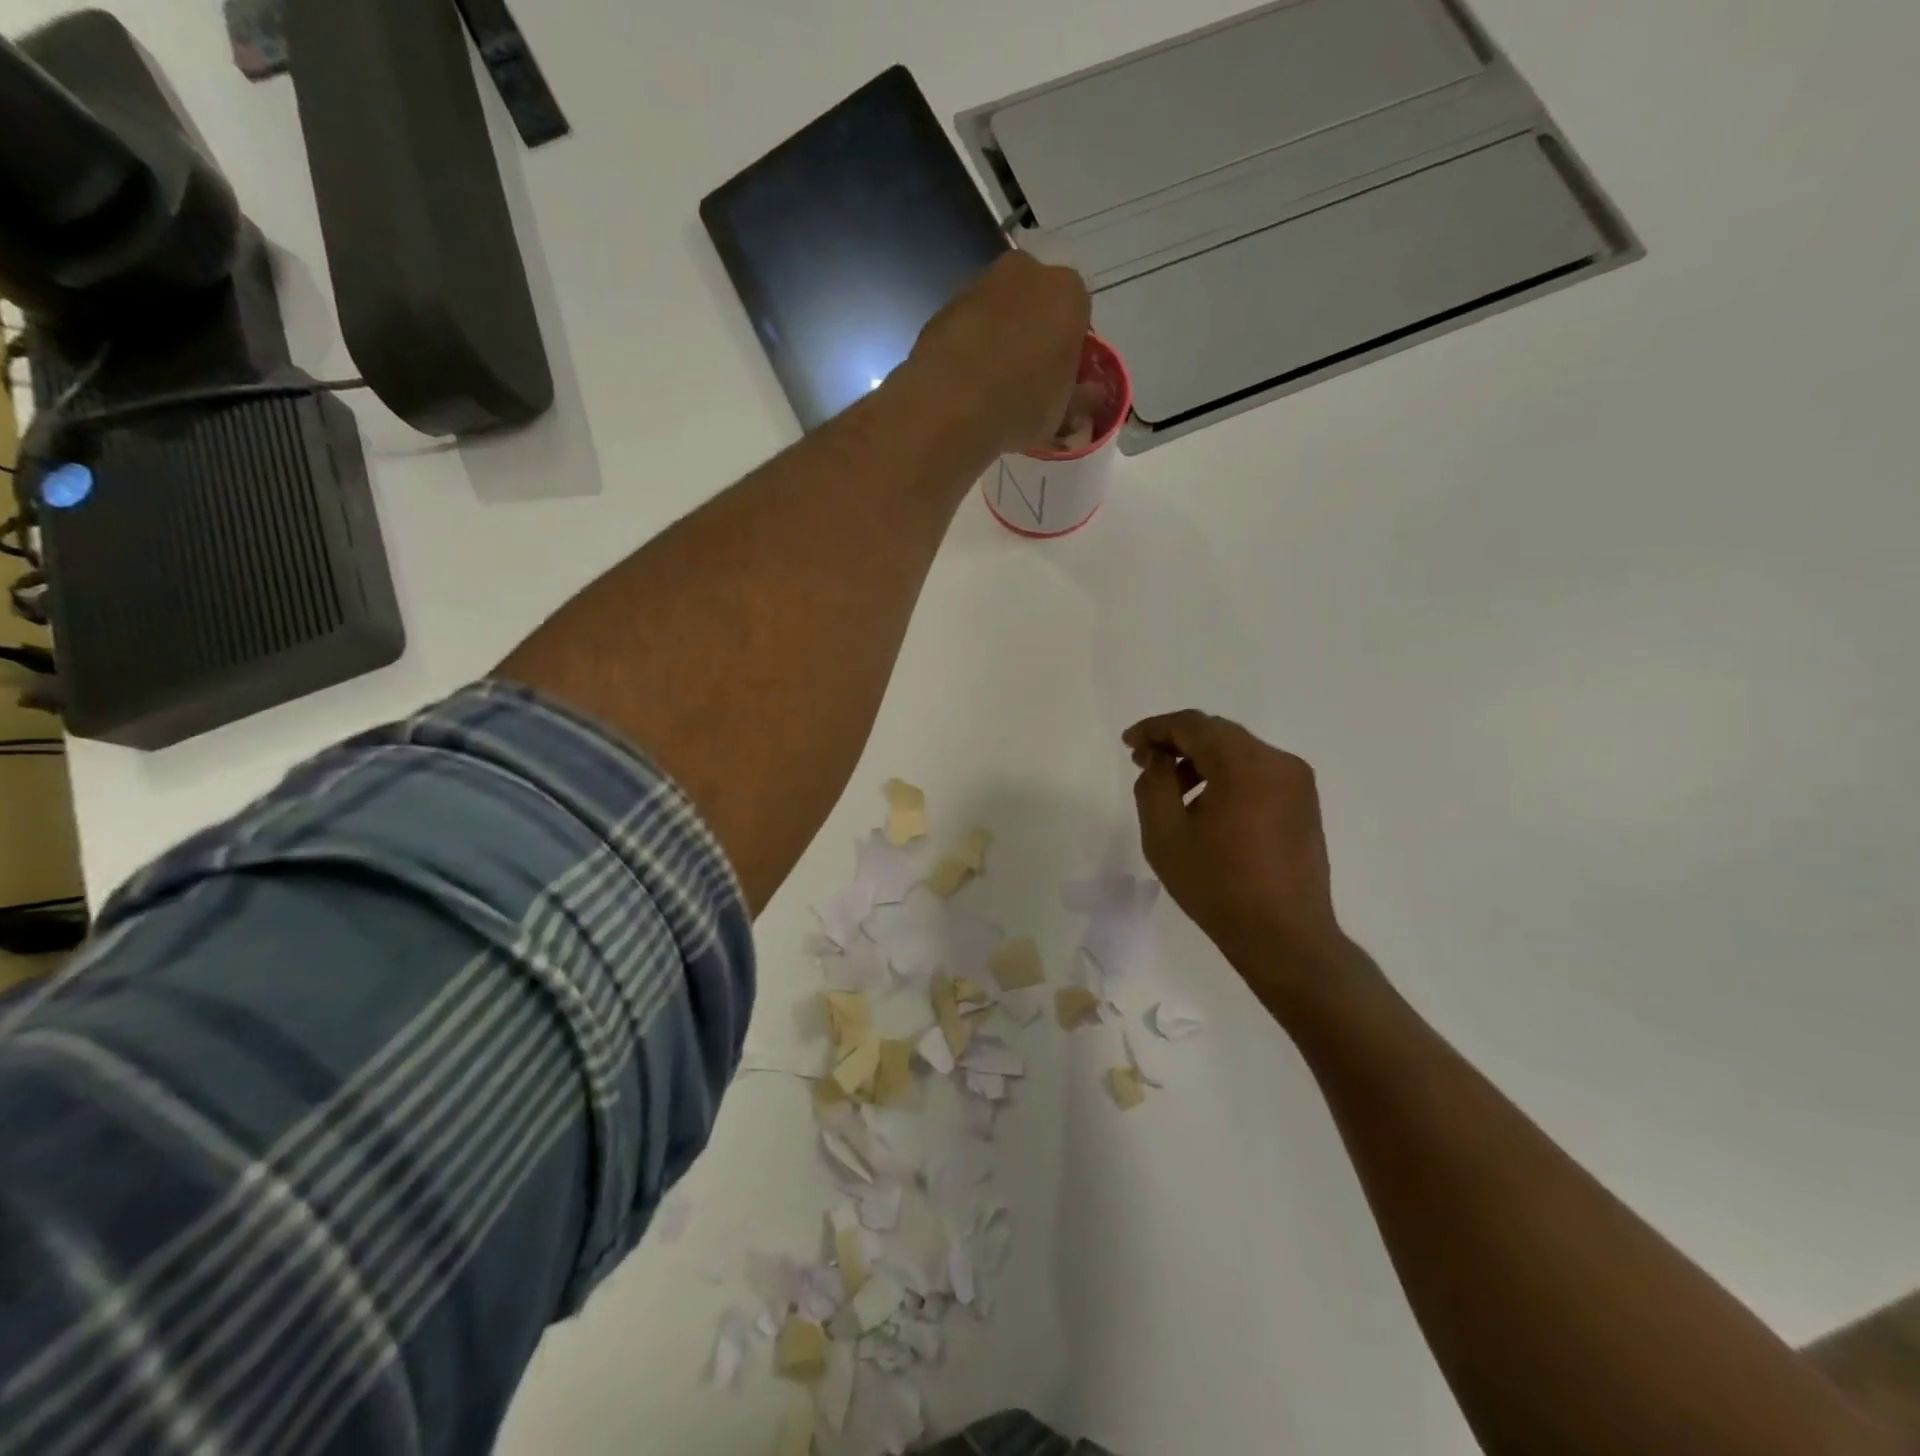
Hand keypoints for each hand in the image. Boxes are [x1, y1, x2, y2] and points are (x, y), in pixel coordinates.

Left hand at [904, 252, 1091, 456]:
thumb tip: (1089, 393)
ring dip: (999, 337)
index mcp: (1068, 292)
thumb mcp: (1062, 413)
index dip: (1070, 349)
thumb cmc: (1022, 405)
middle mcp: (1025, 272)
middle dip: (1034, 333)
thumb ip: (1079, 397)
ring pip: (999, 311)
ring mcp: (979, 284)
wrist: (950, 406)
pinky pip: (967, 326)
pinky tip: (964, 383)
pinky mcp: (943, 306)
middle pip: (1037, 303)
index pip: (1078, 315)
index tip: (1060, 379)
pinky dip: (968, 346)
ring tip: (991, 384)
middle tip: (1027, 378)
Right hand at [1125, 710, 1355, 993]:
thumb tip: (1160, 760)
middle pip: (1218, 733)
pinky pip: (1257, 773)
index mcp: (1245, 764)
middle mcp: (1278, 762)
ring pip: (1238, 752)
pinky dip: (1226, 776)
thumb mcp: (1164, 835)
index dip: (1155, 728)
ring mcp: (1297, 783)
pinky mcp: (1304, 804)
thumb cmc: (1217, 885)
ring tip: (1172, 790)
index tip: (1128, 744)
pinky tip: (1206, 806)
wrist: (1284, 937)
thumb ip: (1153, 784)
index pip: (1193, 725)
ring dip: (1201, 760)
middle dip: (1177, 742)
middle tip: (1144, 763)